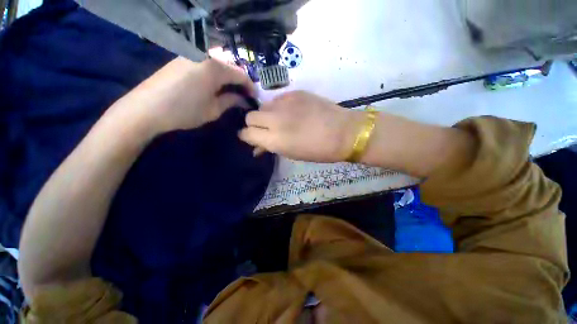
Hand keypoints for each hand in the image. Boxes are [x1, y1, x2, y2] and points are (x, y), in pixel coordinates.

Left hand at [111, 57, 254, 134]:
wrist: (146, 108)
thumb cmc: (185, 111)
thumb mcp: (213, 110)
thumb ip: (231, 101)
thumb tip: (243, 99)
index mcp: (215, 67)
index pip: (241, 74)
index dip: (251, 87)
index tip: (255, 98)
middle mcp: (204, 56)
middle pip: (230, 67)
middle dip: (240, 82)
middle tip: (244, 97)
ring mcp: (191, 55)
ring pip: (218, 65)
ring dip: (227, 79)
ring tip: (231, 93)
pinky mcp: (181, 59)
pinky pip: (205, 65)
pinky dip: (215, 75)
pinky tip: (214, 87)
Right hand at [239, 91, 362, 161]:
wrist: (343, 132)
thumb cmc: (319, 150)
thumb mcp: (292, 154)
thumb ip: (271, 147)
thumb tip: (257, 147)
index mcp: (274, 139)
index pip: (247, 133)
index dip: (246, 136)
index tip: (251, 138)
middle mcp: (275, 119)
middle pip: (250, 116)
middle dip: (254, 124)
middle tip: (265, 129)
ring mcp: (285, 103)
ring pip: (263, 106)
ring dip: (267, 115)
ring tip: (280, 120)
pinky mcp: (296, 92)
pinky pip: (278, 99)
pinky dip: (280, 107)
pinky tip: (291, 112)